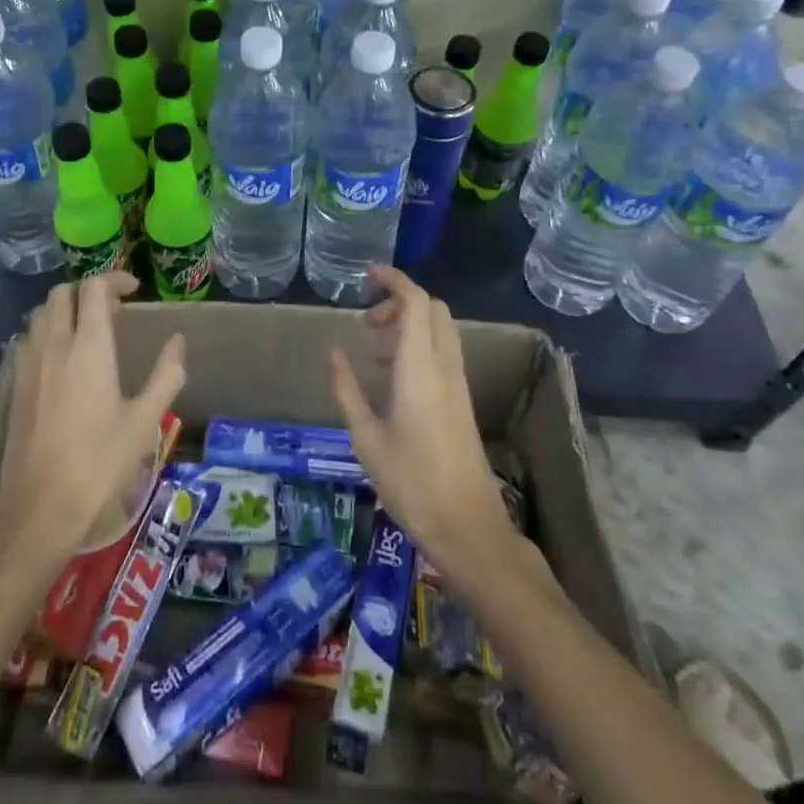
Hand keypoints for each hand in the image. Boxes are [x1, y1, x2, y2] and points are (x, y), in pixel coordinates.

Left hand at [0, 272, 186, 561]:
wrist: (41, 509)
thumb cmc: (100, 463)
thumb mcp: (145, 420)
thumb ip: (166, 375)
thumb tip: (178, 342)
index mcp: (88, 346)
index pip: (93, 288)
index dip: (114, 278)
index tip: (134, 290)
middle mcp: (54, 345)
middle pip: (62, 293)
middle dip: (88, 291)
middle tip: (114, 311)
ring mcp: (28, 365)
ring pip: (41, 315)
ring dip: (65, 310)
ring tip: (89, 332)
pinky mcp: (15, 386)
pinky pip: (28, 341)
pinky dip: (47, 333)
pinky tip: (63, 362)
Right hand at [329, 267, 518, 578]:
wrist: (468, 527)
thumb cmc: (411, 483)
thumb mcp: (366, 438)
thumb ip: (348, 390)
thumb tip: (335, 353)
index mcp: (420, 367)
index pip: (416, 301)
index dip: (394, 280)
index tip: (367, 276)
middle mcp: (444, 366)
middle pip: (432, 308)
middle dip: (400, 301)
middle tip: (368, 322)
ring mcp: (458, 383)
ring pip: (440, 329)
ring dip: (411, 324)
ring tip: (376, 350)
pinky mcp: (462, 400)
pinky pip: (443, 352)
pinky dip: (420, 345)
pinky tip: (395, 377)